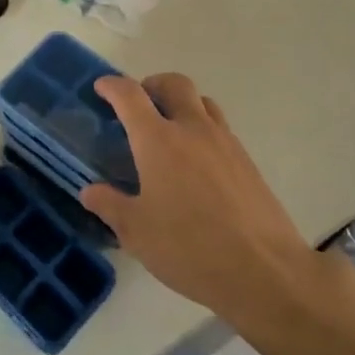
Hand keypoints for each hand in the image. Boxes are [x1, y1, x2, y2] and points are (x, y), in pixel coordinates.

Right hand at [81, 74, 315, 322]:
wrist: (264, 270)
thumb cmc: (189, 248)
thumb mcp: (137, 232)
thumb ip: (110, 206)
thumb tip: (90, 191)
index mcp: (158, 140)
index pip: (130, 95)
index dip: (112, 86)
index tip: (102, 87)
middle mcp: (193, 129)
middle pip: (174, 84)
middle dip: (152, 85)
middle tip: (139, 104)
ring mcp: (225, 142)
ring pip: (203, 102)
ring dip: (182, 104)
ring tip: (169, 130)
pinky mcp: (247, 161)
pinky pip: (221, 129)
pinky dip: (203, 130)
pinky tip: (196, 164)